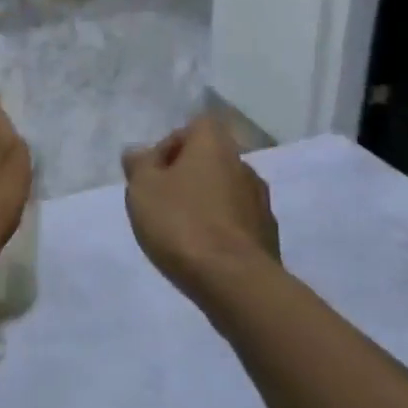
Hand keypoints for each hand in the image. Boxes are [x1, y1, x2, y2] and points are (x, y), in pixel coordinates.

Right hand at [122, 116, 278, 305]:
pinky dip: (220, 228)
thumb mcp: (143, 189)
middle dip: (186, 176)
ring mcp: (260, 201)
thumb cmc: (182, 223)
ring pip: (224, 191)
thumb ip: (139, 165)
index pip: (196, 126)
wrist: (235, 281)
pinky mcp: (268, 235)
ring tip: (180, 231)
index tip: (155, 172)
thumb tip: (139, 152)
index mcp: (215, 146)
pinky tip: (202, 251)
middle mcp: (243, 165)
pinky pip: (237, 220)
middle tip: (161, 202)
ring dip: (204, 202)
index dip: (172, 143)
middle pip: (210, 159)